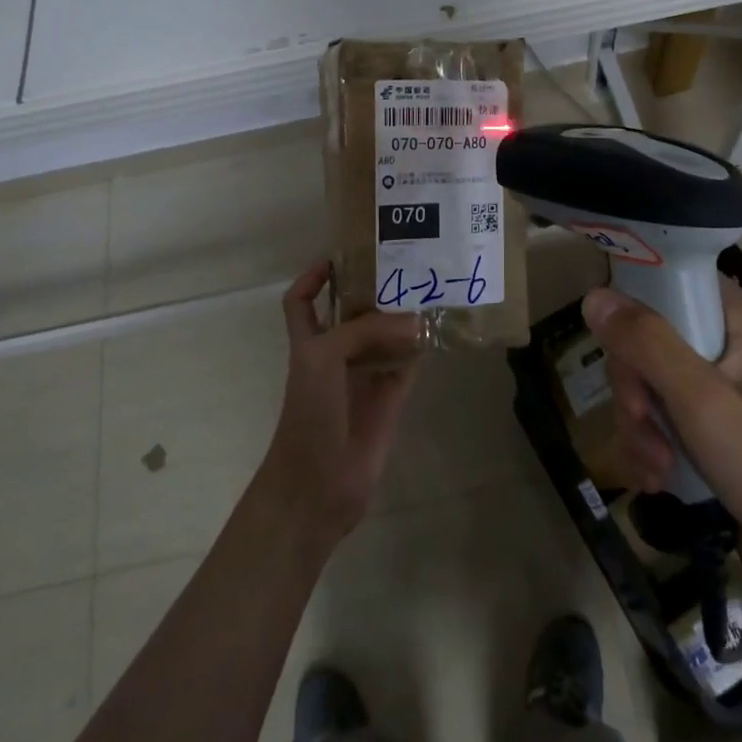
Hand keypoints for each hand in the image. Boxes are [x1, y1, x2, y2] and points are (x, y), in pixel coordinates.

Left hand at [256, 262, 423, 551]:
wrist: (318, 484)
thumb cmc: (309, 413)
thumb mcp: (324, 357)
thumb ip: (365, 331)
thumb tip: (414, 321)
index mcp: (310, 342)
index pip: (303, 301)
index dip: (314, 278)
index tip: (340, 257)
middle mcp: (336, 354)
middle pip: (353, 313)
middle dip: (373, 291)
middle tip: (404, 263)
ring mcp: (364, 376)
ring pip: (385, 337)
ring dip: (402, 317)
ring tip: (428, 287)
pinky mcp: (390, 397)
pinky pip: (408, 364)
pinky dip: (421, 348)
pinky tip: (438, 328)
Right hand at [584, 279, 741, 644]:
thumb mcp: (707, 407)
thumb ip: (649, 347)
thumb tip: (595, 296)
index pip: (675, 283)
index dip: (636, 305)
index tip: (615, 347)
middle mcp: (738, 355)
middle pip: (654, 342)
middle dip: (635, 387)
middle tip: (643, 424)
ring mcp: (730, 403)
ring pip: (654, 389)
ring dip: (641, 426)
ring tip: (655, 469)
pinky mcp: (722, 447)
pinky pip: (668, 428)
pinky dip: (654, 451)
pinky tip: (657, 483)